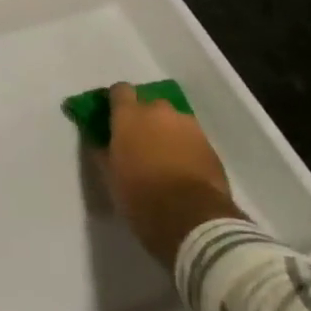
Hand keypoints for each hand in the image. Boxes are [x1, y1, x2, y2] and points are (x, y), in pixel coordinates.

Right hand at [103, 83, 245, 271]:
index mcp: (129, 114)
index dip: (117, 102)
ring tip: (164, 156)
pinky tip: (182, 168)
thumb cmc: (141, 195)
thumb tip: (100, 140)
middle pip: (149, 104)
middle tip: (140, 141)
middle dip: (145, 118)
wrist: (194, 220)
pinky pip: (191, 137)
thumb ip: (103, 150)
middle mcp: (159, 111)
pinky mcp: (210, 145)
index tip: (114, 117)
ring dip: (167, 131)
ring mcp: (188, 126)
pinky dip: (185, 146)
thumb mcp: (110, 175)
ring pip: (173, 120)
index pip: (120, 90)